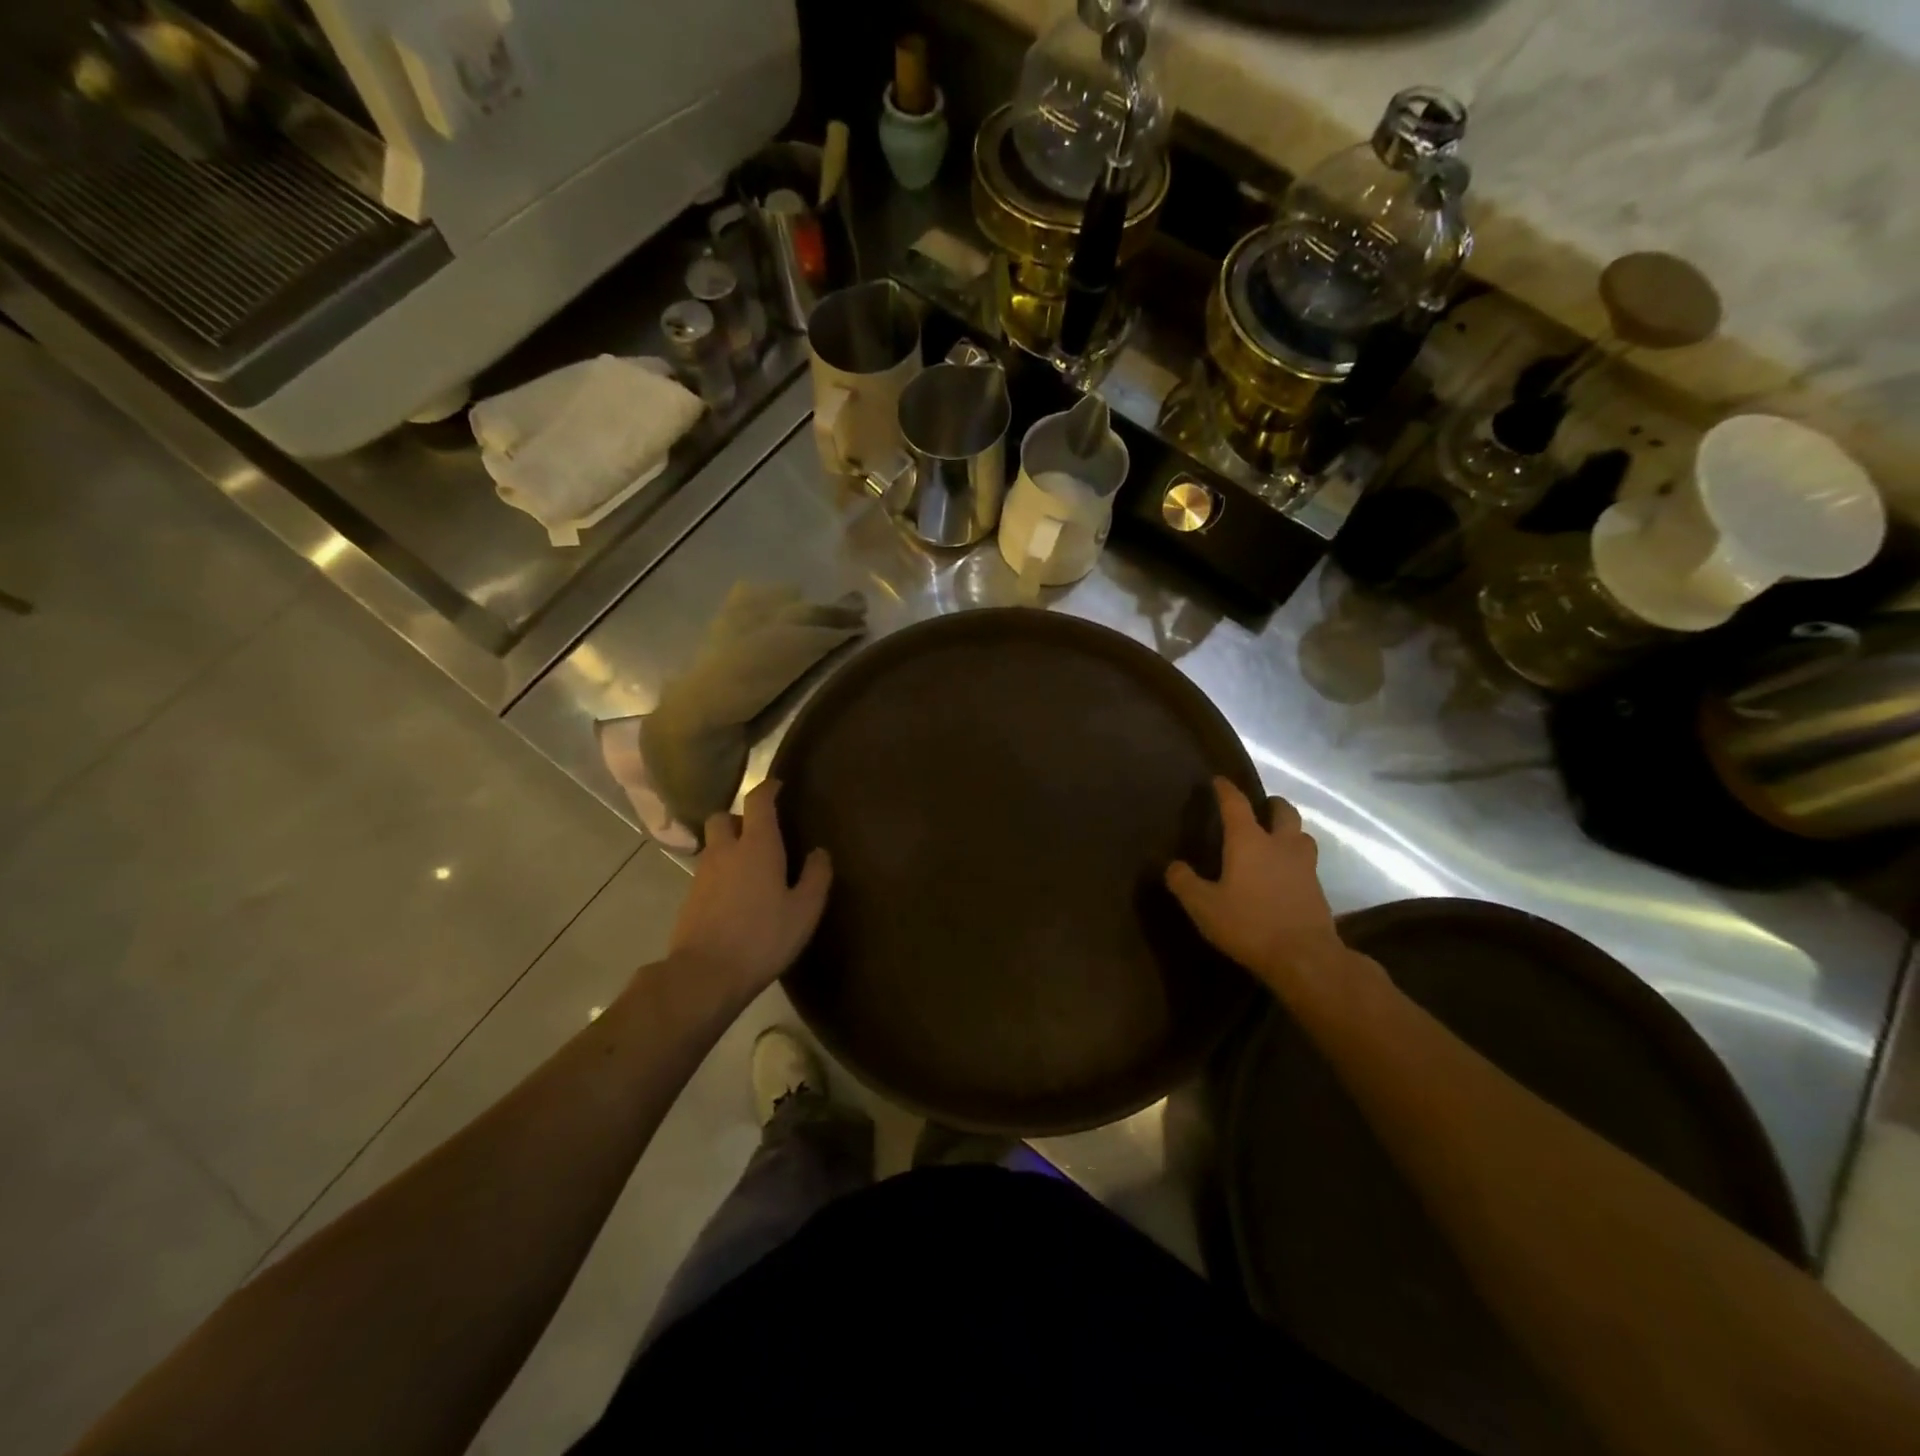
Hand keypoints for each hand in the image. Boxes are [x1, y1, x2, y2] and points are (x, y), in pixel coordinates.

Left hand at [668, 780, 831, 1007]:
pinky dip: (721, 871)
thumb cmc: (762, 937)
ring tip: (751, 867)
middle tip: (760, 832)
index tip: (778, 785)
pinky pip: (707, 871)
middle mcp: (725, 851)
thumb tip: (819, 851)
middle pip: (724, 817)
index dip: (768, 788)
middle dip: (739, 818)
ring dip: (729, 846)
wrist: (705, 975)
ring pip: (714, 845)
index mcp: (757, 846)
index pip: (758, 801)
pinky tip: (736, 895)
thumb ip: (816, 876)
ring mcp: (702, 873)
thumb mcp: (804, 910)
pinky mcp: (690, 897)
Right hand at [1166, 778, 1343, 1000]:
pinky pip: (1308, 864)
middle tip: (1261, 807)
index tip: (1219, 780)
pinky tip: (1286, 875)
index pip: (1236, 804)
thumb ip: (1184, 883)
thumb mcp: (1204, 906)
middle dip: (1272, 804)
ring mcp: (1304, 866)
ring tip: (1277, 839)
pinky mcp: (1318, 890)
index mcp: (1249, 841)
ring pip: (1302, 836)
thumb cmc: (1249, 924)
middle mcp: (1280, 845)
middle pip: (1284, 812)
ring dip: (1290, 831)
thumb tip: (1173, 866)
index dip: (1226, 789)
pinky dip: (1296, 861)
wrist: (1305, 958)